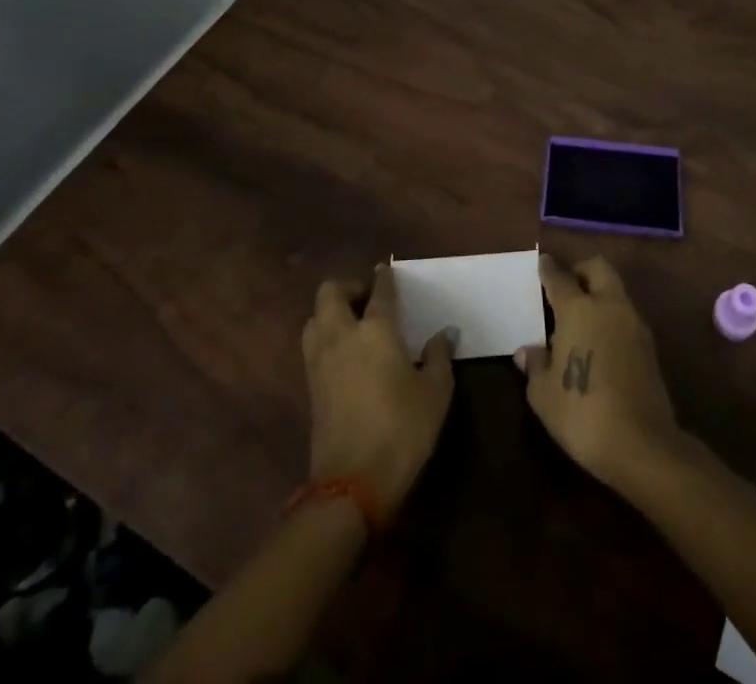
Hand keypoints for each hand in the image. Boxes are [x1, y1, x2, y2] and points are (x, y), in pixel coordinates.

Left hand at [301, 265, 456, 515]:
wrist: (352, 483)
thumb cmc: (402, 429)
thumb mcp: (435, 392)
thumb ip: (439, 357)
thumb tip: (444, 333)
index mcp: (376, 329)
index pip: (379, 291)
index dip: (384, 278)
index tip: (387, 271)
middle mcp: (342, 335)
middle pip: (330, 292)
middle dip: (347, 287)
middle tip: (367, 297)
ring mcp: (320, 360)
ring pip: (314, 317)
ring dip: (330, 311)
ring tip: (352, 322)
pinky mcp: (310, 385)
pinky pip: (312, 343)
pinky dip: (324, 335)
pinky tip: (344, 352)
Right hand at [518, 253, 682, 490]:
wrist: (642, 445)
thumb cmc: (581, 413)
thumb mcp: (543, 394)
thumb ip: (535, 365)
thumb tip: (528, 351)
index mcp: (578, 309)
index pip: (560, 277)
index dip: (549, 269)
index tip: (543, 263)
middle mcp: (609, 306)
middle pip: (598, 269)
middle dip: (581, 270)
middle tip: (565, 288)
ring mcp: (634, 324)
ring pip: (616, 291)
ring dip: (599, 294)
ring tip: (580, 320)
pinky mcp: (650, 347)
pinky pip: (626, 317)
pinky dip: (612, 319)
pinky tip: (600, 344)